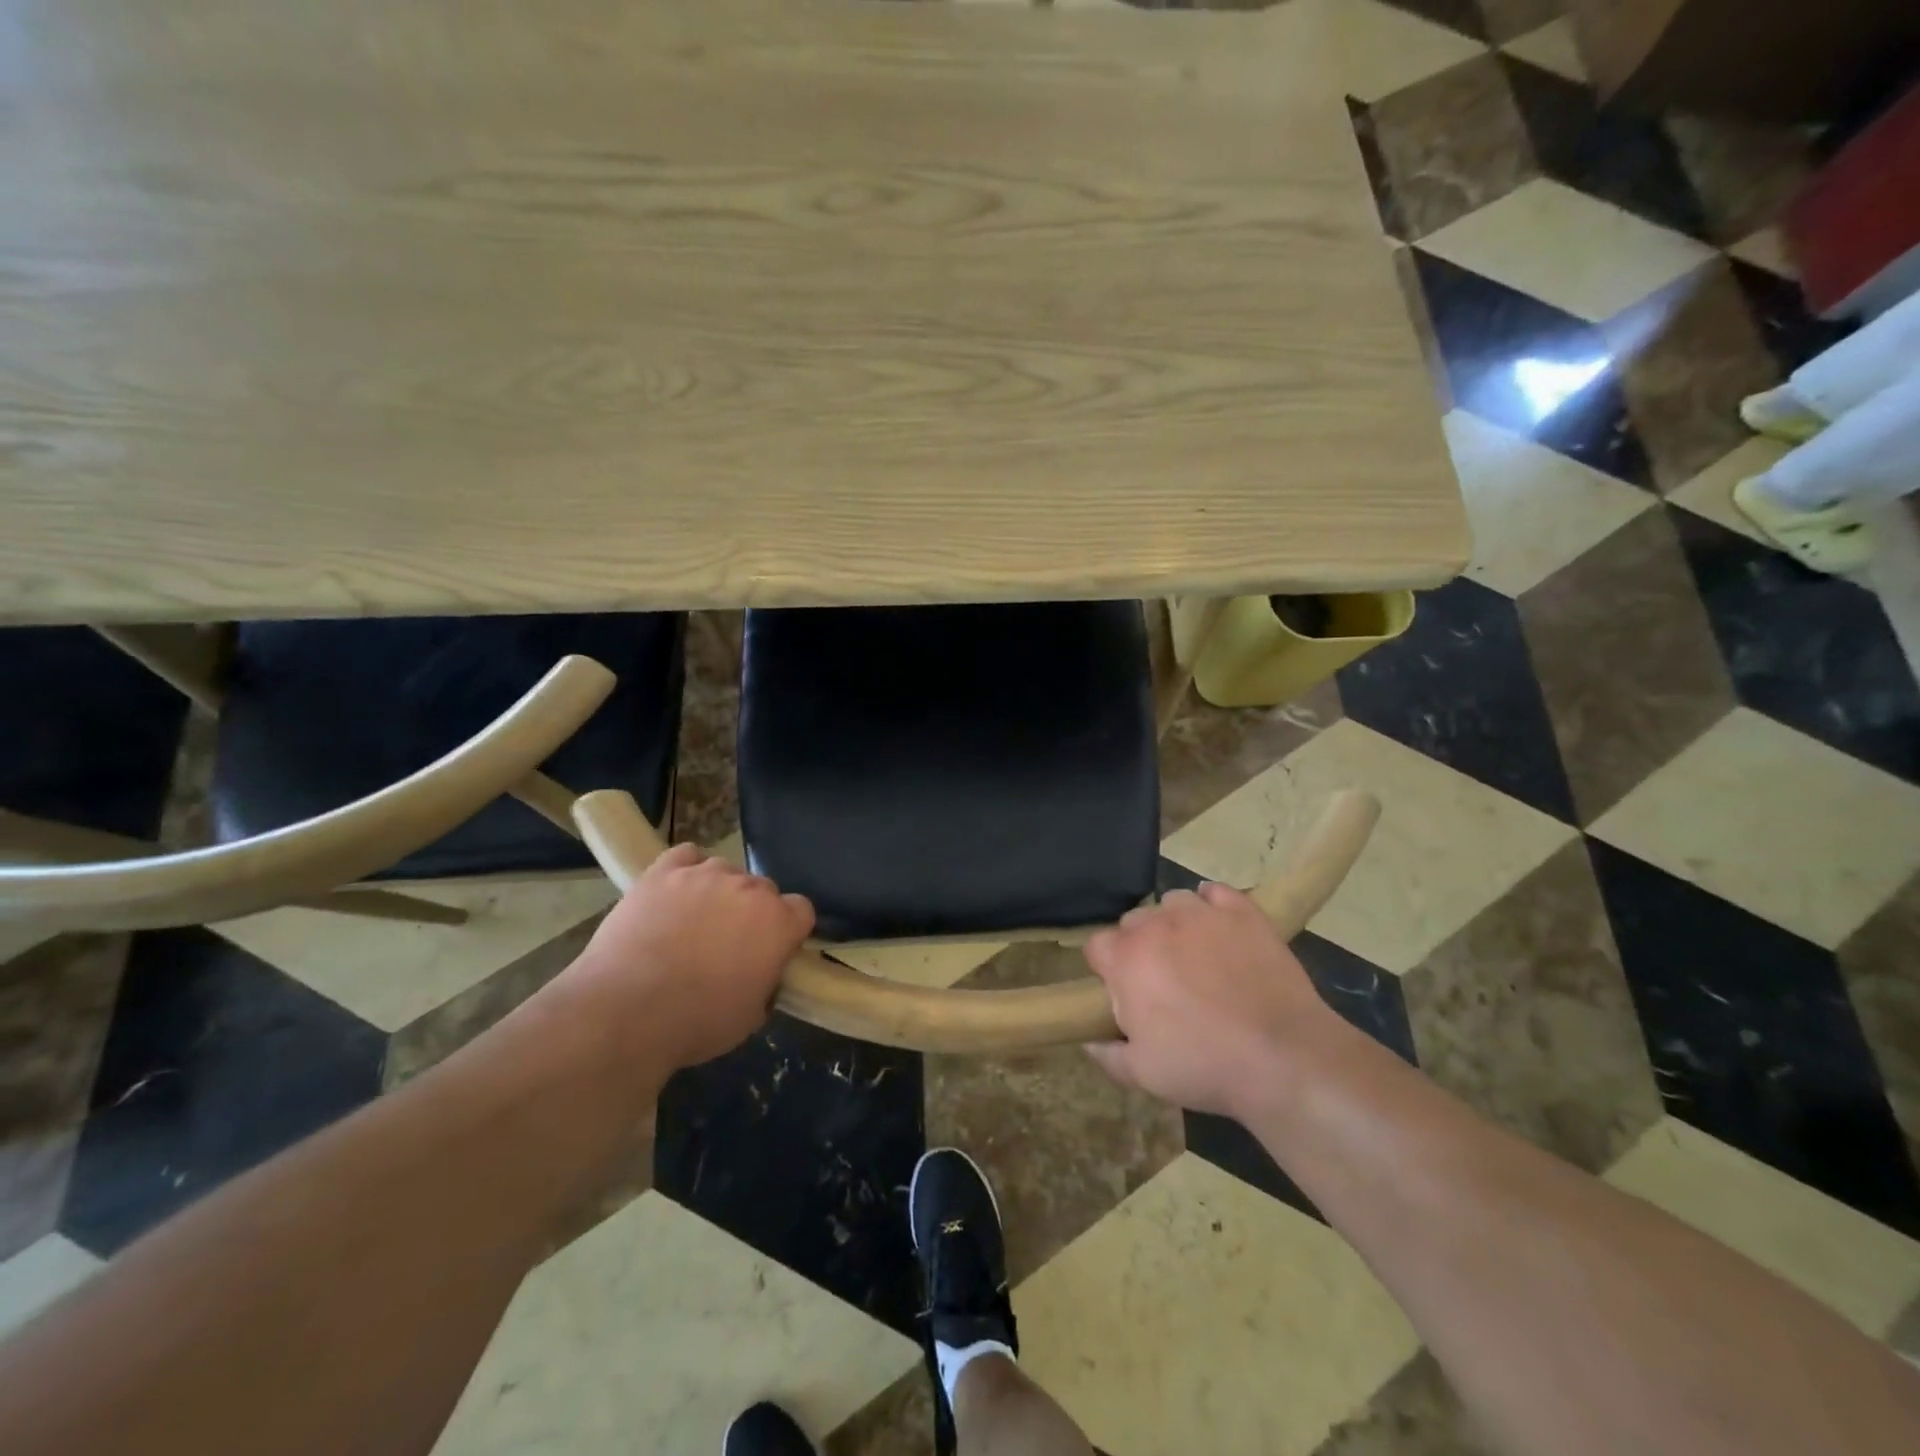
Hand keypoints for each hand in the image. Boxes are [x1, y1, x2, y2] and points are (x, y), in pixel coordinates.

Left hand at [554, 843, 814, 1073]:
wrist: (626, 1010)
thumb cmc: (696, 1021)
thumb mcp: (750, 1017)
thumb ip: (766, 983)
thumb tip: (760, 972)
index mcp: (778, 922)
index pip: (801, 910)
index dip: (787, 930)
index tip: (771, 951)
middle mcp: (749, 888)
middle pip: (763, 889)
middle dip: (752, 912)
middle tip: (728, 944)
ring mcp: (705, 874)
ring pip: (725, 871)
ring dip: (718, 891)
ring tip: (693, 920)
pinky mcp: (664, 871)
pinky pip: (687, 855)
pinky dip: (686, 869)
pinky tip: (675, 891)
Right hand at [1082, 883, 1334, 1117]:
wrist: (1283, 1057)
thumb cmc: (1204, 1066)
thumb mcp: (1144, 1074)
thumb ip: (1108, 1055)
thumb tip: (1090, 1042)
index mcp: (1126, 960)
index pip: (1097, 946)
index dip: (1106, 968)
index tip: (1122, 991)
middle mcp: (1157, 925)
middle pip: (1133, 922)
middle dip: (1139, 945)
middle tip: (1161, 980)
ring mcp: (1201, 914)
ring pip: (1173, 902)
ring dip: (1174, 923)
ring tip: (1194, 954)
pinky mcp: (1242, 912)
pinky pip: (1216, 893)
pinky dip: (1213, 904)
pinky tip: (1221, 928)